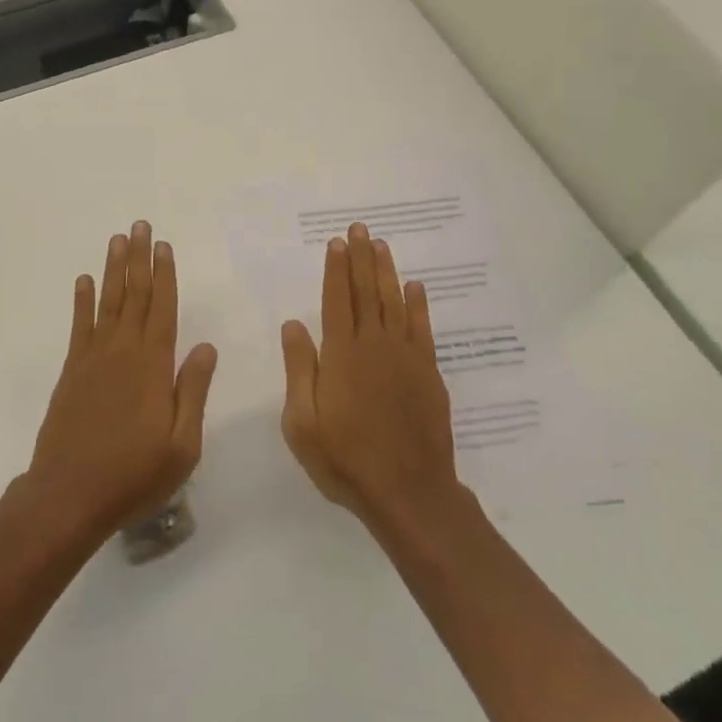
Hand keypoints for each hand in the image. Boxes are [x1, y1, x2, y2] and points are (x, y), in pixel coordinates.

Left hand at [25, 221, 217, 541]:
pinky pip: (79, 325)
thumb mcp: (182, 445)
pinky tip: (84, 280)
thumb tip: (206, 347)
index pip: (163, 309)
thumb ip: (193, 392)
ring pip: (108, 302)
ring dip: (114, 269)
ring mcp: (94, 358)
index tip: (164, 246)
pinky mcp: (72, 371)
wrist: (69, 495)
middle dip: (139, 258)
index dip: (165, 275)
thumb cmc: (134, 475)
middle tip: (140, 225)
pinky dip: (82, 300)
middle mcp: (124, 351)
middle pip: (135, 294)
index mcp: (154, 366)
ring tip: (118, 239)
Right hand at [280, 222, 461, 530]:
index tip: (337, 242)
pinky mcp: (428, 373)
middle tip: (360, 228)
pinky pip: (422, 329)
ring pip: (394, 303)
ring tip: (381, 245)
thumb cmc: (346, 460)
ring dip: (386, 271)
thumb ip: (299, 369)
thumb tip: (293, 324)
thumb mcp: (303, 422)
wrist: (409, 493)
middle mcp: (374, 346)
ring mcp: (405, 357)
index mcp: (341, 355)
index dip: (336, 269)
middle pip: (366, 292)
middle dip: (361, 258)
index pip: (336, 300)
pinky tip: (414, 286)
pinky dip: (418, 305)